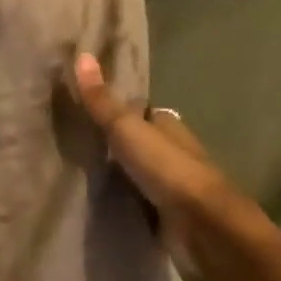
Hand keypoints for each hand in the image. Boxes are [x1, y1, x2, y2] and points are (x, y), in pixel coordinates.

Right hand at [71, 53, 235, 214]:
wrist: (203, 226)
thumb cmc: (167, 168)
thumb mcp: (126, 128)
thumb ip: (101, 100)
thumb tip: (81, 54)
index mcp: (168, 125)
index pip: (142, 111)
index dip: (119, 109)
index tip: (88, 109)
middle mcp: (173, 151)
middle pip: (141, 141)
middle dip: (116, 142)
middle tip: (77, 142)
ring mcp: (172, 185)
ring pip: (139, 172)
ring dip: (119, 173)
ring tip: (80, 171)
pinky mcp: (167, 214)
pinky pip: (139, 200)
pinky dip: (124, 199)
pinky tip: (100, 200)